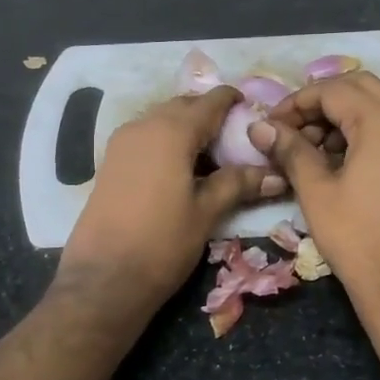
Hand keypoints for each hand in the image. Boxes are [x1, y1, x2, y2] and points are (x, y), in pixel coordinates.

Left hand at [57, 85, 284, 315]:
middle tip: (236, 134)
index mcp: (171, 131)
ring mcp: (122, 142)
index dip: (231, 100)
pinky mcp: (110, 162)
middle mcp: (143, 126)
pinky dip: (167, 140)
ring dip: (186, 127)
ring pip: (162, 120)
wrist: (103, 279)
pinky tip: (182, 167)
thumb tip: (276, 174)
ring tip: (212, 153)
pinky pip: (146, 136)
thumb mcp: (206, 212)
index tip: (251, 106)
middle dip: (209, 113)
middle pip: (182, 106)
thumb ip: (238, 184)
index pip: (209, 102)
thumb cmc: (162, 242)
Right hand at [249, 72, 379, 331]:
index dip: (295, 103)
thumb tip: (259, 126)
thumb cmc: (360, 240)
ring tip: (318, 146)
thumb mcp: (317, 192)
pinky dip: (371, 128)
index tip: (271, 126)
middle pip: (361, 86)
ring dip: (348, 113)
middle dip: (323, 101)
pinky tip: (348, 160)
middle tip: (293, 130)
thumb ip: (290, 150)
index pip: (332, 89)